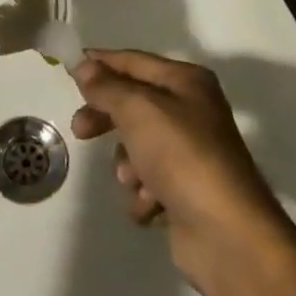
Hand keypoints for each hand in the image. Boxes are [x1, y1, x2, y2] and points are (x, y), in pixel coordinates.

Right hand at [71, 50, 291, 290]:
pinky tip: (153, 205)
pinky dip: (145, 194)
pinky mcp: (186, 192)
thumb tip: (84, 65)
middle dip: (106, 119)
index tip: (68, 67)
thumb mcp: (138, 110)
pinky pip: (149, 184)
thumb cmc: (182, 156)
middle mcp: (191, 111)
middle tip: (80, 130)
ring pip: (137, 148)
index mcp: (187, 82)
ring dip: (128, 166)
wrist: (227, 233)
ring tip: (136, 180)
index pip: (134, 61)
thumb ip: (106, 86)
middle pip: (133, 105)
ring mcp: (190, 154)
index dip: (101, 63)